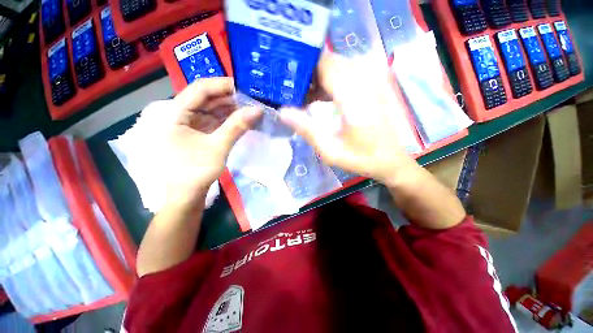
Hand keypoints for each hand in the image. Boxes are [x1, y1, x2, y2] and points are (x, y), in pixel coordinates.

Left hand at [164, 77, 260, 203]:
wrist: (187, 195)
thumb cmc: (196, 171)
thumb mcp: (218, 147)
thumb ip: (237, 126)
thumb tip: (258, 110)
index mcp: (175, 113)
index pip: (199, 89)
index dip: (222, 85)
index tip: (244, 87)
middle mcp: (180, 114)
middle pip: (206, 98)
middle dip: (229, 98)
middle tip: (251, 99)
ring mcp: (189, 124)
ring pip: (211, 109)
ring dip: (230, 109)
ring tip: (250, 108)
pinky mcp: (198, 133)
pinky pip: (214, 120)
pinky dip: (228, 119)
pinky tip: (241, 119)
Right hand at [280, 52, 419, 185]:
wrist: (390, 159)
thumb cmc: (360, 158)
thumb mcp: (330, 150)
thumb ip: (307, 130)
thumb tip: (282, 111)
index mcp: (353, 97)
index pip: (326, 64)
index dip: (305, 65)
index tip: (288, 76)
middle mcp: (364, 82)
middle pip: (331, 61)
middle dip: (310, 72)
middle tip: (293, 89)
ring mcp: (372, 82)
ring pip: (339, 65)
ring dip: (320, 77)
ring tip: (306, 95)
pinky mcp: (373, 86)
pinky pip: (348, 73)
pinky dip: (331, 80)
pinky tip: (322, 97)